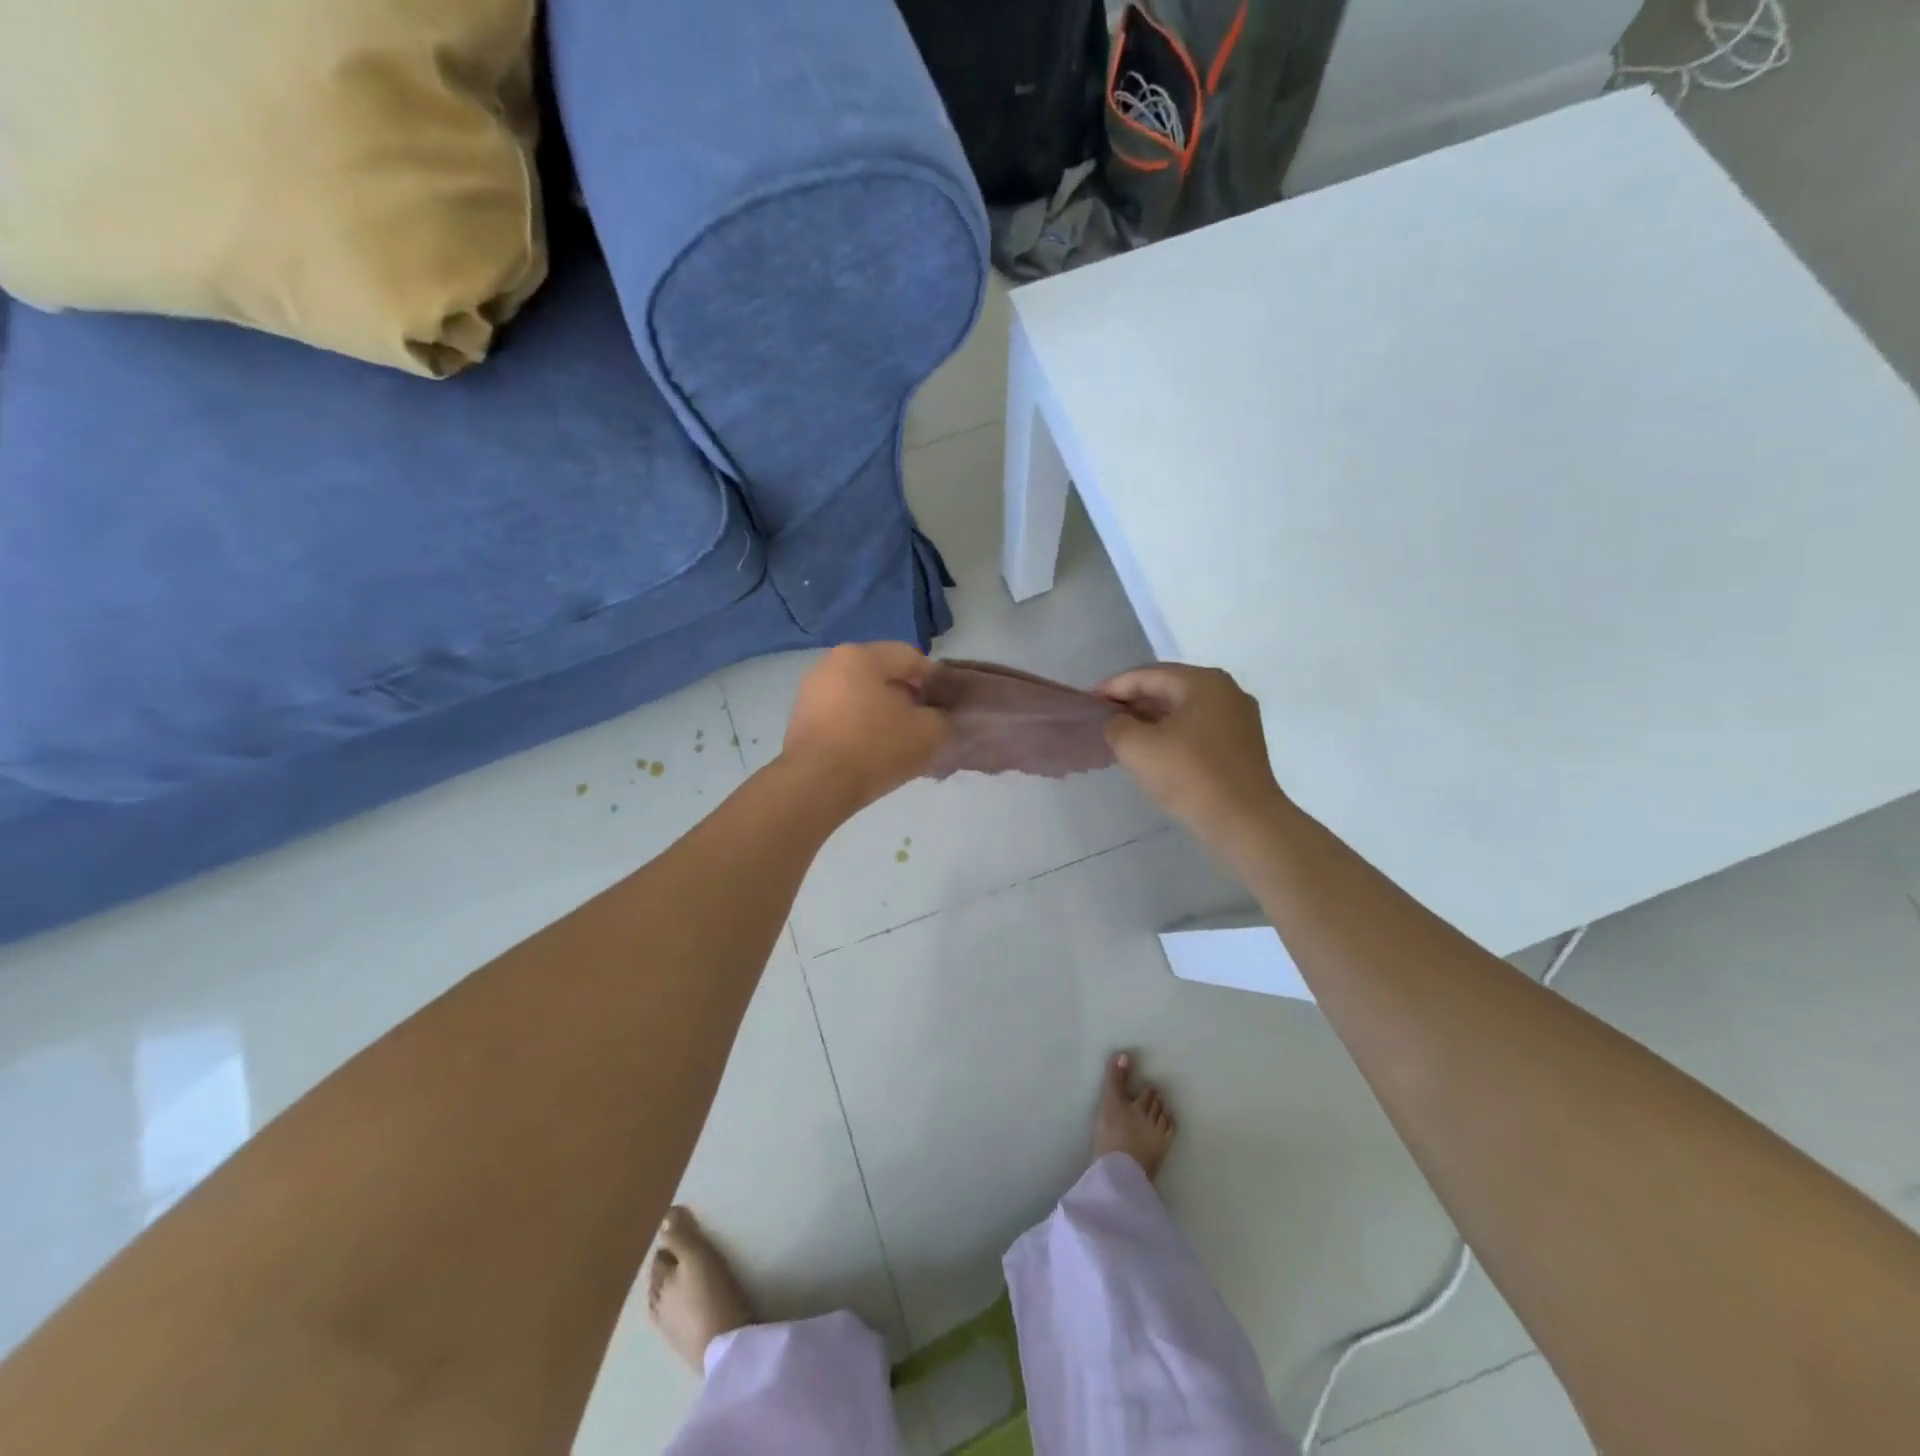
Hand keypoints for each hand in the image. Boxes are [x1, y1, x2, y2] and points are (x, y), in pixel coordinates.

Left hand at [782, 642, 950, 812]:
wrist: (816, 785)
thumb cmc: (875, 747)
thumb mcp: (929, 732)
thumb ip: (943, 717)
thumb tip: (939, 716)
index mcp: (861, 655)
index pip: (911, 657)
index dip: (935, 681)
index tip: (945, 708)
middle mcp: (831, 664)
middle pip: (883, 675)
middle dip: (907, 697)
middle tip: (924, 725)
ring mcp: (811, 692)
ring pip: (861, 696)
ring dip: (884, 713)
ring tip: (900, 742)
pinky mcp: (801, 720)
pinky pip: (842, 715)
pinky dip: (861, 727)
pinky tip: (873, 752)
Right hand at [1099, 664, 1285, 838]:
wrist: (1244, 822)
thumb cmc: (1188, 775)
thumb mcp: (1136, 747)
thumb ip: (1117, 725)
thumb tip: (1119, 723)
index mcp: (1203, 682)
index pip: (1148, 675)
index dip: (1115, 686)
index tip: (1090, 700)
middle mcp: (1226, 692)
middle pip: (1169, 688)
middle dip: (1134, 701)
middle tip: (1104, 716)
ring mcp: (1239, 720)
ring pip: (1184, 710)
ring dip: (1152, 719)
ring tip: (1124, 734)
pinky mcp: (1242, 747)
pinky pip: (1198, 730)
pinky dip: (1172, 734)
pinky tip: (1155, 751)